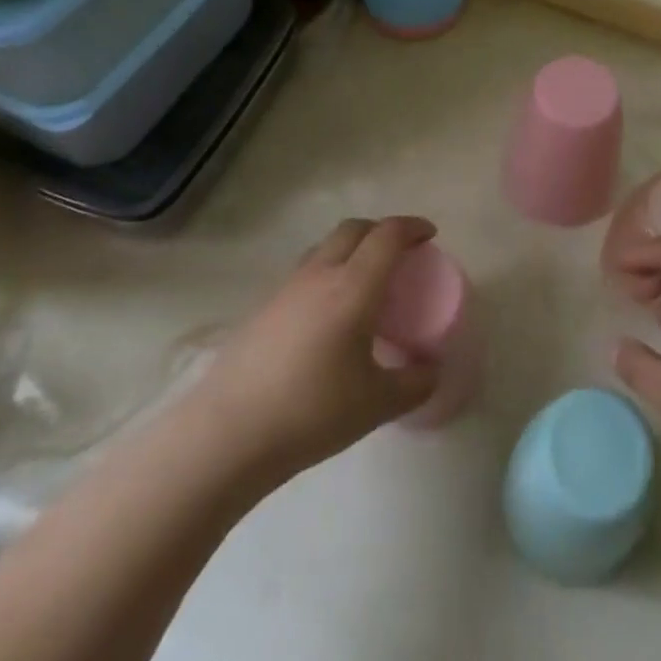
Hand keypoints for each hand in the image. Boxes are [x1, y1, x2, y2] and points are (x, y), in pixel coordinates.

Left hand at [192, 217, 439, 488]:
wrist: (228, 433)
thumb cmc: (311, 412)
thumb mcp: (377, 404)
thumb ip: (414, 383)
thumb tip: (432, 371)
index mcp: (353, 287)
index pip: (387, 235)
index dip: (412, 227)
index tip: (429, 235)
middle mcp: (320, 274)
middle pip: (354, 229)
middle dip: (381, 231)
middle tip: (401, 253)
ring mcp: (287, 288)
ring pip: (325, 247)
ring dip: (352, 249)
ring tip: (366, 281)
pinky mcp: (264, 308)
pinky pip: (306, 272)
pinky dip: (328, 273)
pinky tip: (329, 314)